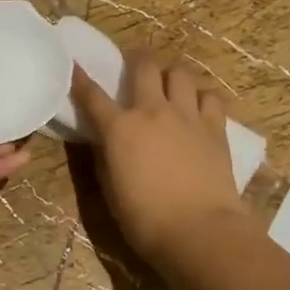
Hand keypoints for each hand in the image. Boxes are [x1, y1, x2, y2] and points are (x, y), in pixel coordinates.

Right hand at [70, 53, 250, 269]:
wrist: (199, 230)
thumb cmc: (145, 219)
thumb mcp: (111, 189)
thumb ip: (106, 157)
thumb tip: (105, 141)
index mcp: (120, 128)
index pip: (92, 95)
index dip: (80, 78)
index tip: (74, 65)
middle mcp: (152, 111)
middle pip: (143, 66)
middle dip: (136, 59)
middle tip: (135, 66)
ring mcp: (187, 115)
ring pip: (180, 72)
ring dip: (171, 75)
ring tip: (170, 87)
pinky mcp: (215, 127)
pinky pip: (210, 96)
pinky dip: (201, 97)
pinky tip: (198, 108)